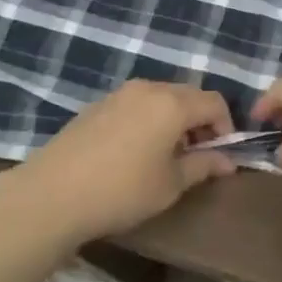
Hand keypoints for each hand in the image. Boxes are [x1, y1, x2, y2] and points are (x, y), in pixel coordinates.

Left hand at [0, 80, 236, 247]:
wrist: (53, 193)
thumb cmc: (122, 190)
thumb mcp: (171, 184)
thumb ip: (204, 166)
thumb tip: (228, 161)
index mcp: (173, 103)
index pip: (214, 102)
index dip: (225, 126)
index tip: (220, 155)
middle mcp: (149, 88)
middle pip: (188, 94)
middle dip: (200, 121)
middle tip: (196, 155)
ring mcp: (120, 93)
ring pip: (161, 97)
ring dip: (174, 119)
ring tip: (166, 155)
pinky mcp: (98, 104)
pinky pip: (137, 103)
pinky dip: (149, 119)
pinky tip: (135, 151)